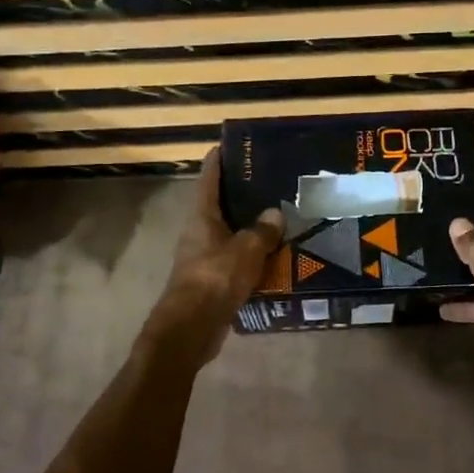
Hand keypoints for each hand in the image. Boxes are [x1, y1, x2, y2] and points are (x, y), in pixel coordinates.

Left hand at [142, 148, 283, 364]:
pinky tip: (276, 257)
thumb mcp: (246, 249)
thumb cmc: (215, 278)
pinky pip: (236, 261)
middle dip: (243, 194)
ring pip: (231, 235)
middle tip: (272, 181)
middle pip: (221, 205)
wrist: (191, 328)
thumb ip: (263, 230)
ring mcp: (204, 257)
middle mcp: (200, 232)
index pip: (209, 178)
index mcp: (202, 216)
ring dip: (251, 228)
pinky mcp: (213, 281)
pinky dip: (253, 257)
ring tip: (282, 218)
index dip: (219, 159)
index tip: (233, 144)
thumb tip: (276, 213)